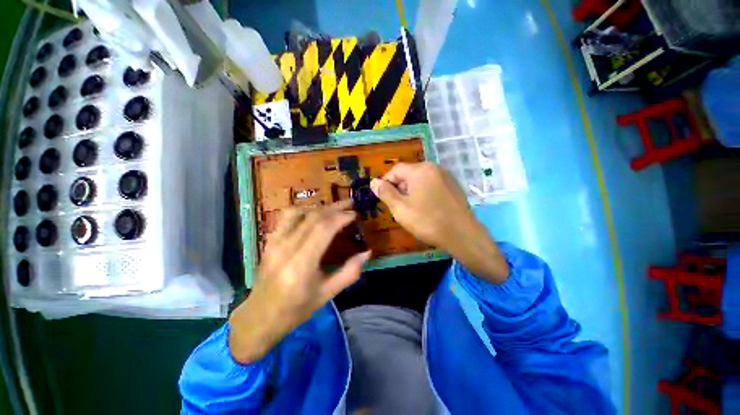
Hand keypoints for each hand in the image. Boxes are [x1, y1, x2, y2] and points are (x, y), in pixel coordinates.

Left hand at [228, 201, 370, 363]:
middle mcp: (286, 248)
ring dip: (320, 207)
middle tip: (351, 204)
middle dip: (335, 207)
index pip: (323, 229)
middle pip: (313, 217)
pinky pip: (287, 217)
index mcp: (301, 264)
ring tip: (335, 208)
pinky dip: (304, 210)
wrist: (260, 316)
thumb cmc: (296, 309)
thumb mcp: (327, 294)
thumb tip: (367, 252)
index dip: (341, 217)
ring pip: (299, 212)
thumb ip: (350, 272)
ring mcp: (274, 242)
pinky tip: (314, 214)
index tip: (355, 214)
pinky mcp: (269, 240)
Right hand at [371, 162, 508, 282]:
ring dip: (411, 192)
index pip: (396, 169)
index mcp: (420, 170)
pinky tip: (426, 209)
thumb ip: (385, 193)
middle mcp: (434, 168)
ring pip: (420, 180)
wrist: (463, 235)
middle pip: (409, 174)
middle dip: (399, 188)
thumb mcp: (400, 208)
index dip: (386, 182)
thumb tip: (373, 182)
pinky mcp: (453, 186)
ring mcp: (446, 176)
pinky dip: (424, 193)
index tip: (383, 197)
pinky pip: (432, 185)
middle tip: (398, 206)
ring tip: (412, 209)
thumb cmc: (428, 221)